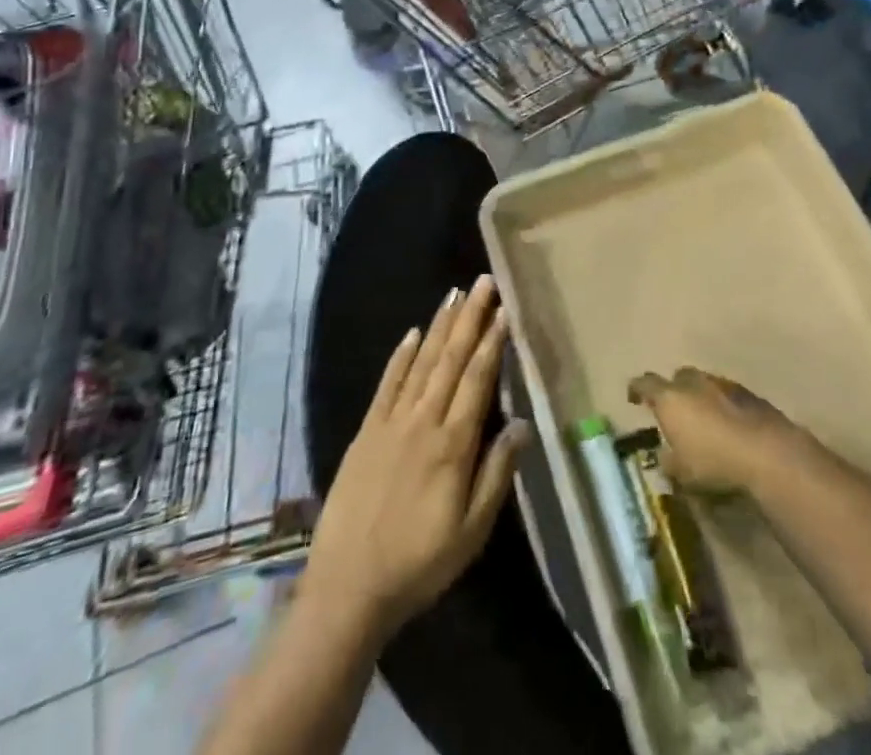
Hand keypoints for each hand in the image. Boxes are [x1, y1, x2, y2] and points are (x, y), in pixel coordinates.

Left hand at [303, 275, 530, 637]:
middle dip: (470, 318)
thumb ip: (497, 474)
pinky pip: (387, 384)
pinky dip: (400, 356)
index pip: (477, 380)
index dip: (492, 343)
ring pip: (420, 362)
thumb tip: (523, 424)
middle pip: (450, 359)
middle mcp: (422, 422)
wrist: (347, 588)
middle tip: (484, 282)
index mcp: (452, 445)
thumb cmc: (419, 564)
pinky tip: (412, 333)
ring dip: (439, 326)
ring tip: (455, 294)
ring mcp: (390, 423)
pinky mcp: (366, 431)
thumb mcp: (471, 531)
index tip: (504, 310)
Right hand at [627, 367, 804, 494]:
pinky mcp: (748, 394)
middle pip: (677, 377)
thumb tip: (665, 458)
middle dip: (673, 390)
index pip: (646, 384)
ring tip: (703, 418)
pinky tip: (728, 424)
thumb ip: (669, 463)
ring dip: (700, 396)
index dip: (637, 389)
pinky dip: (722, 404)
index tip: (634, 397)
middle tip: (674, 410)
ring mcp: (722, 384)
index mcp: (670, 398)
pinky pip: (726, 394)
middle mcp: (693, 383)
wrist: (767, 452)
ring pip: (704, 383)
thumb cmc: (714, 462)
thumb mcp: (683, 473)